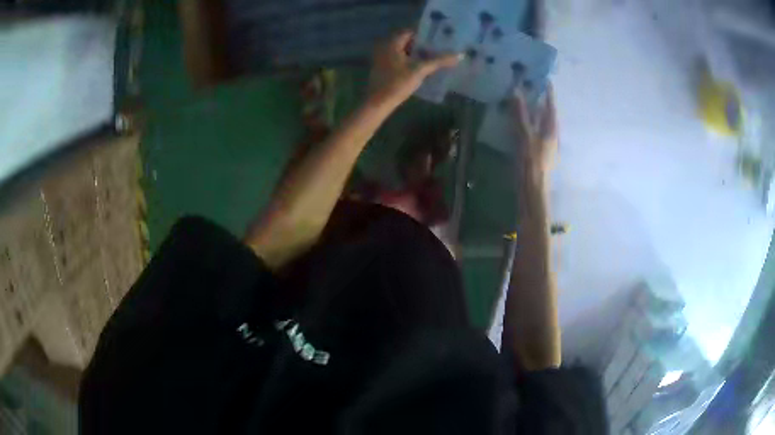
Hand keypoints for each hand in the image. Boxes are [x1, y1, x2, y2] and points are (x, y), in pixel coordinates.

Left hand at [368, 30, 460, 107]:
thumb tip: (460, 55)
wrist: (378, 103)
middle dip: (425, 45)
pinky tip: (424, 68)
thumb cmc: (397, 83)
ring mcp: (383, 58)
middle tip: (442, 48)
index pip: (412, 32)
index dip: (426, 35)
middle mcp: (386, 47)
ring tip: (437, 58)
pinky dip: (412, 62)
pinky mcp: (384, 68)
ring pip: (405, 52)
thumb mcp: (420, 70)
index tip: (441, 38)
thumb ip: (439, 61)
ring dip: (419, 55)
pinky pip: (401, 60)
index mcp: (392, 42)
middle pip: (409, 42)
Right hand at [511, 85, 556, 175]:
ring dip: (533, 113)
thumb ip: (520, 114)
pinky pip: (534, 132)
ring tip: (523, 102)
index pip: (550, 106)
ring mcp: (545, 145)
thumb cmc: (531, 161)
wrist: (532, 189)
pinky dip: (528, 124)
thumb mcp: (524, 135)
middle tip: (530, 88)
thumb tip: (516, 91)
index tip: (545, 79)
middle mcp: (551, 135)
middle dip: (540, 101)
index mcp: (551, 129)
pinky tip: (519, 123)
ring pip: (540, 124)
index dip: (548, 93)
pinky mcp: (538, 152)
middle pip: (547, 114)